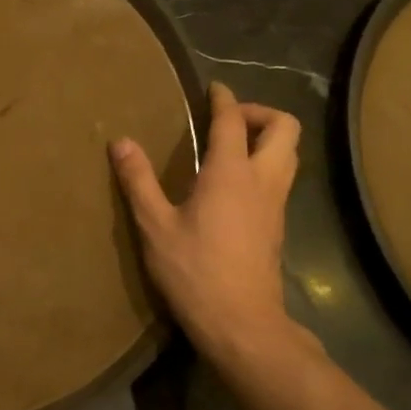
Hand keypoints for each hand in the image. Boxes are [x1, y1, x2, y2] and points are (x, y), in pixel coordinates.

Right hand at [110, 82, 307, 373]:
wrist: (241, 322)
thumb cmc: (193, 271)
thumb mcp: (154, 225)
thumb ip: (138, 181)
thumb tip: (121, 142)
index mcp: (230, 173)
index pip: (233, 121)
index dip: (223, 99)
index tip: (212, 87)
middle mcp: (262, 180)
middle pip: (284, 127)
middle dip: (259, 113)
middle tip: (226, 120)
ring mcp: (276, 204)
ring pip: (290, 153)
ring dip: (267, 138)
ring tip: (230, 147)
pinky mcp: (278, 225)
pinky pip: (281, 177)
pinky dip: (264, 164)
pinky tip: (233, 184)